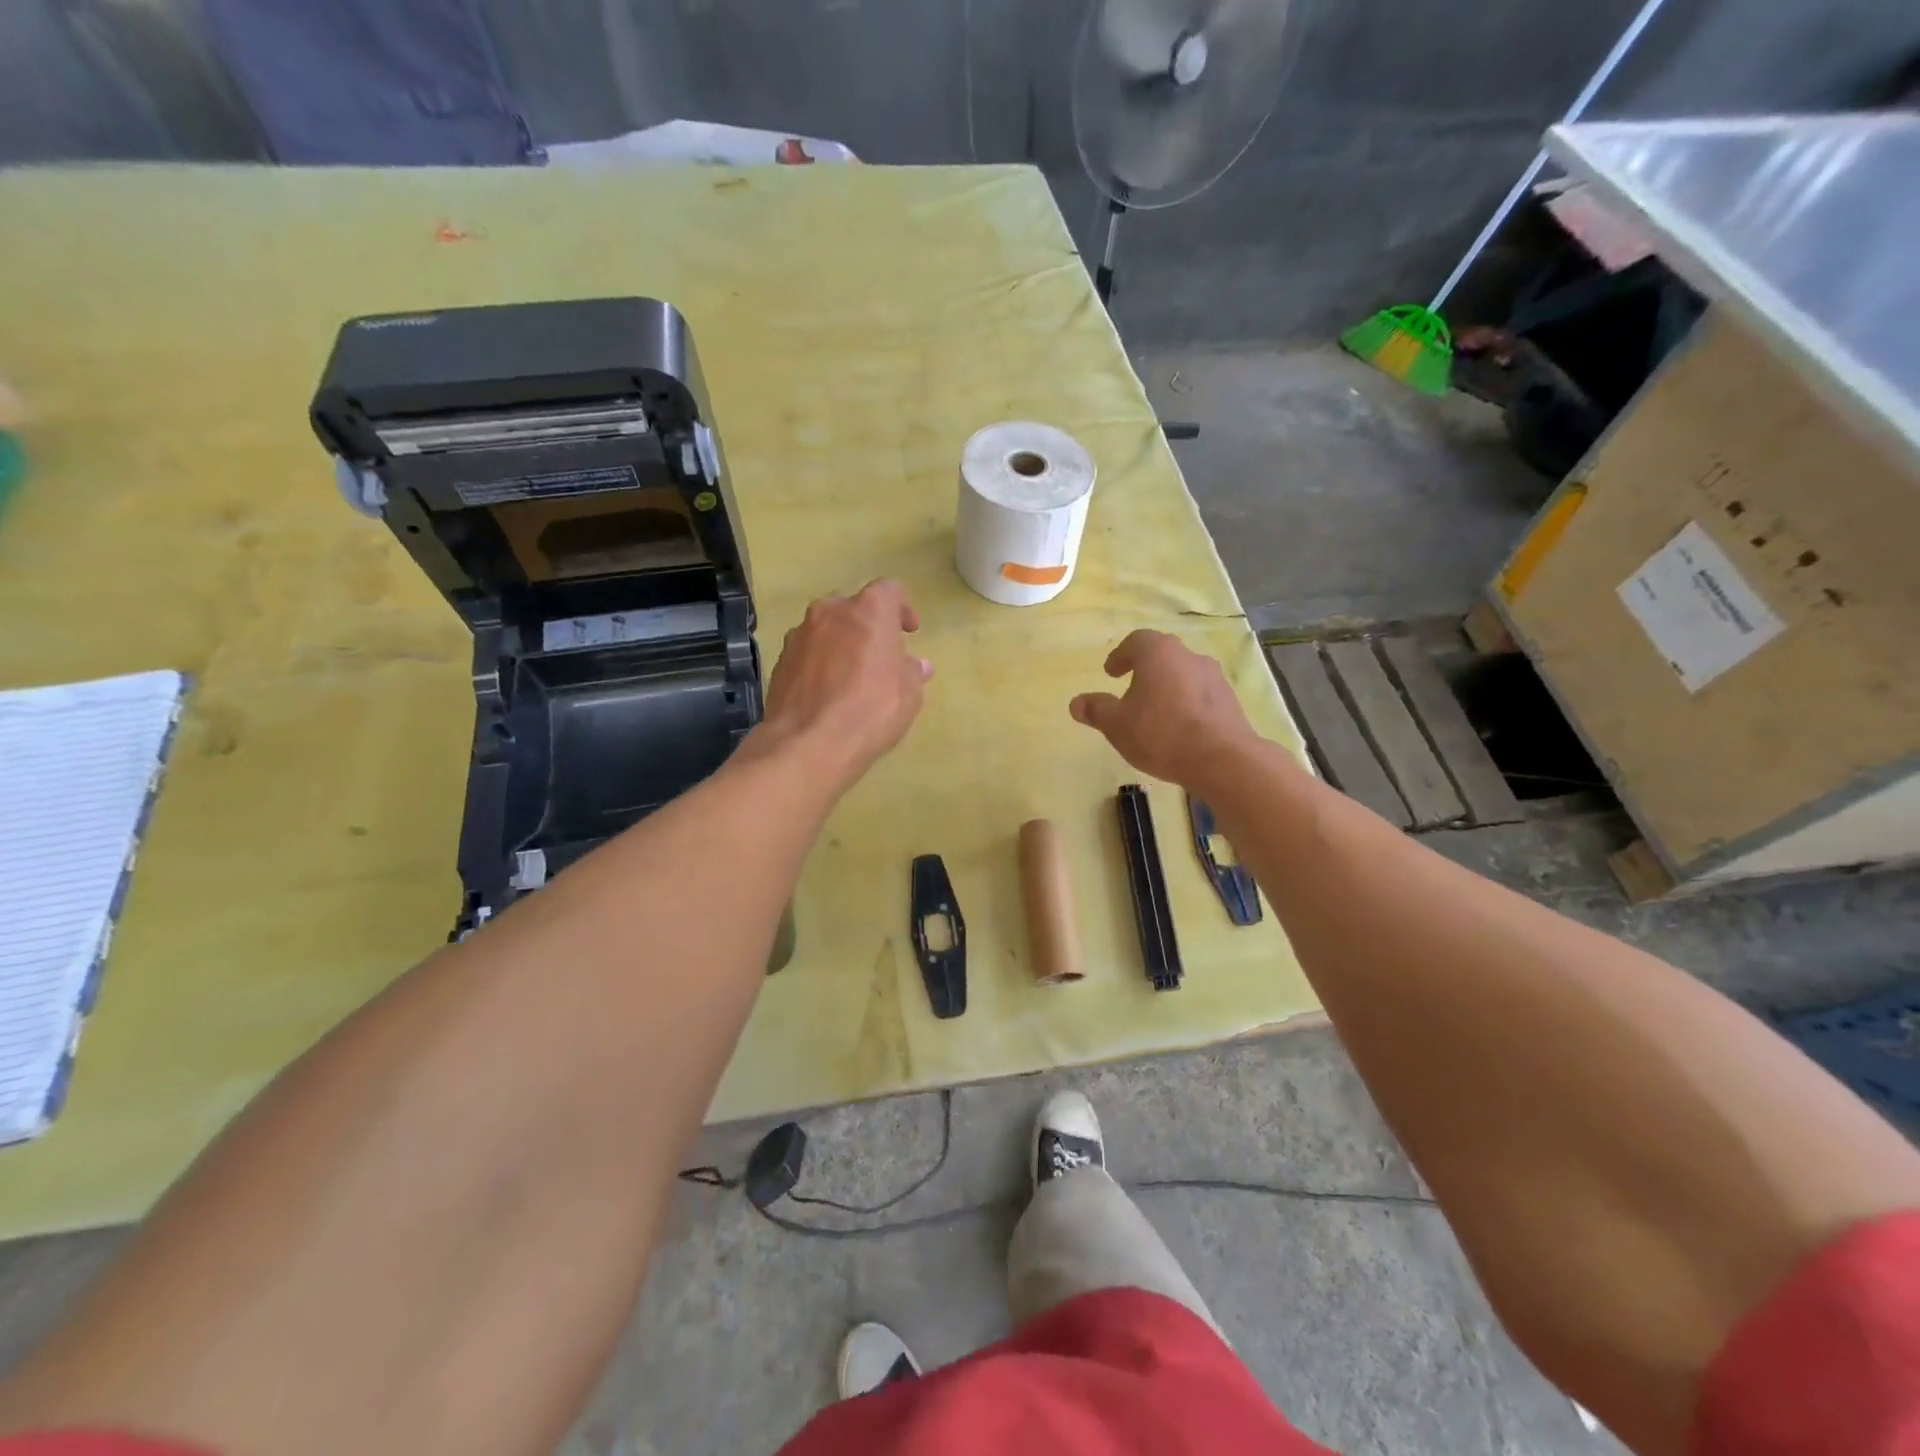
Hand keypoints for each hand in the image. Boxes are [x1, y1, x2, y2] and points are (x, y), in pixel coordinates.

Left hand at [757, 579, 932, 792]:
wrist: (808, 744)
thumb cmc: (871, 710)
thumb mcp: (909, 695)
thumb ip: (912, 672)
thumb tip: (917, 665)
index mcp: (869, 610)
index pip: (890, 590)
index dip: (902, 608)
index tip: (909, 632)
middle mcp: (830, 611)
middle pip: (853, 608)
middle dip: (867, 626)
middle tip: (879, 655)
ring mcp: (799, 635)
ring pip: (826, 629)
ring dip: (840, 644)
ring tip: (851, 677)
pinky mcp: (780, 661)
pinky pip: (807, 653)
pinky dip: (819, 664)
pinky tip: (827, 693)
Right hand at [1069, 630, 1258, 787]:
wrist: (1221, 759)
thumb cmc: (1160, 734)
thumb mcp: (1117, 725)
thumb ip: (1096, 710)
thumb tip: (1076, 703)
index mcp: (1159, 653)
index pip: (1137, 641)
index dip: (1120, 655)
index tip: (1111, 673)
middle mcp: (1189, 656)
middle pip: (1162, 656)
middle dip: (1144, 670)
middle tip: (1130, 690)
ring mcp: (1214, 678)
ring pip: (1183, 675)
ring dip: (1167, 688)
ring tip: (1154, 713)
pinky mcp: (1230, 701)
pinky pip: (1200, 695)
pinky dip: (1186, 704)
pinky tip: (1178, 728)